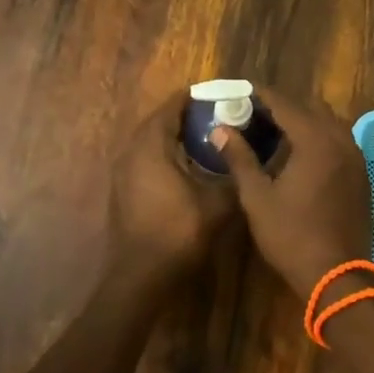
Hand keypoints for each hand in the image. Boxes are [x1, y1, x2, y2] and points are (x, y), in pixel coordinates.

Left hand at [108, 90, 235, 280]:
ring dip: (174, 136)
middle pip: (159, 121)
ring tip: (205, 138)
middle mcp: (131, 152)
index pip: (171, 107)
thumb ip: (234, 175)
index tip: (220, 96)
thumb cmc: (178, 233)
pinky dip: (165, 154)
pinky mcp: (123, 190)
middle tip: (217, 116)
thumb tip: (250, 158)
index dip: (195, 98)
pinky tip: (187, 166)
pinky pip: (144, 159)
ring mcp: (122, 172)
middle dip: (186, 116)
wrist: (140, 276)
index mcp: (151, 146)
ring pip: (150, 141)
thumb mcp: (217, 204)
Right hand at [212, 88, 373, 298]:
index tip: (240, 91)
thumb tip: (220, 129)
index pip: (285, 104)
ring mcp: (355, 157)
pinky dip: (320, 137)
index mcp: (315, 140)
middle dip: (283, 106)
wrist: (338, 276)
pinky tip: (300, 154)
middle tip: (254, 113)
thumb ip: (240, 159)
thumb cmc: (292, 236)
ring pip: (329, 123)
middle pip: (310, 108)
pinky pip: (339, 141)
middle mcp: (340, 140)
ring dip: (304, 121)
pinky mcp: (361, 174)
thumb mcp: (257, 198)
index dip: (261, 95)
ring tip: (275, 132)